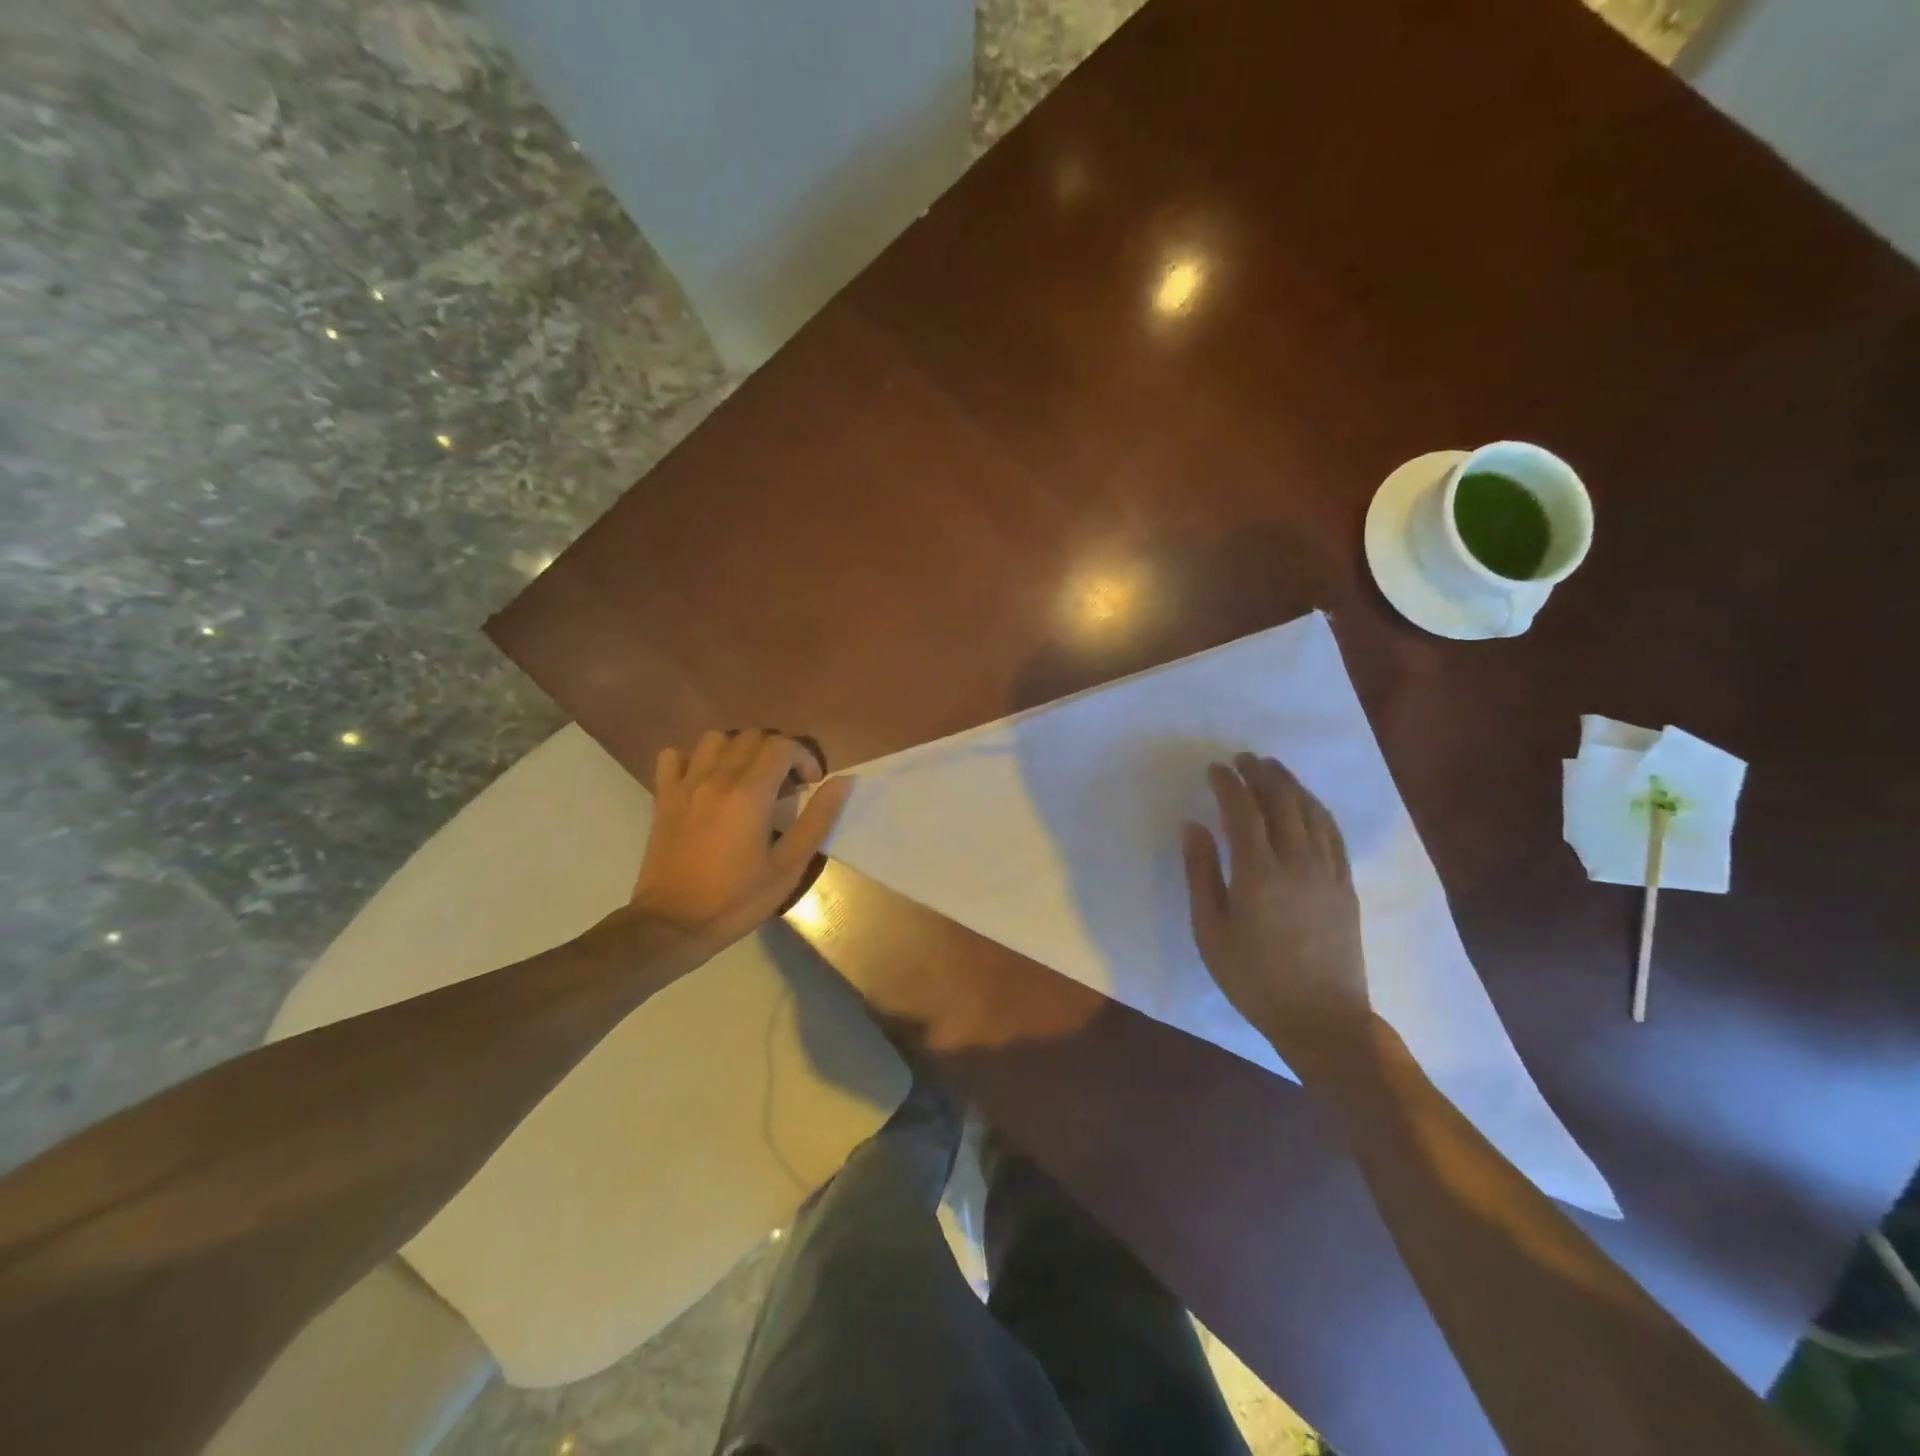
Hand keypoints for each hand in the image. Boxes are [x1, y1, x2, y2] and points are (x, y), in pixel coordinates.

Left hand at [632, 729, 851, 948]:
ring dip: (737, 750)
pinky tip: (705, 780)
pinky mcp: (663, 798)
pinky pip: (673, 757)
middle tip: (784, 784)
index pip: (782, 746)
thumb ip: (817, 819)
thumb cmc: (737, 899)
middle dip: (776, 752)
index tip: (811, 784)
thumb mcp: (789, 866)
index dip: (804, 757)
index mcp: (750, 793)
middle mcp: (717, 778)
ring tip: (747, 777)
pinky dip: (693, 759)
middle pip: (752, 736)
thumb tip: (842, 781)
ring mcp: (685, 785)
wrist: (673, 924)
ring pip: (715, 739)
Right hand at [1182, 753, 1369, 1079]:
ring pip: (1312, 812)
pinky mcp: (1345, 886)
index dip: (1229, 784)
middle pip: (1282, 803)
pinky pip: (1333, 834)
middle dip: (1262, 774)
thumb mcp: (1210, 931)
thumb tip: (1193, 827)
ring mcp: (1327, 873)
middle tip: (1244, 759)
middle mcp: (1297, 864)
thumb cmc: (1254, 979)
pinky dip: (1317, 809)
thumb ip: (1201, 874)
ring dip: (1291, 785)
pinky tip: (1307, 803)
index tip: (1215, 768)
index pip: (1243, 812)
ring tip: (1273, 769)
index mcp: (1258, 874)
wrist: (1322, 1019)